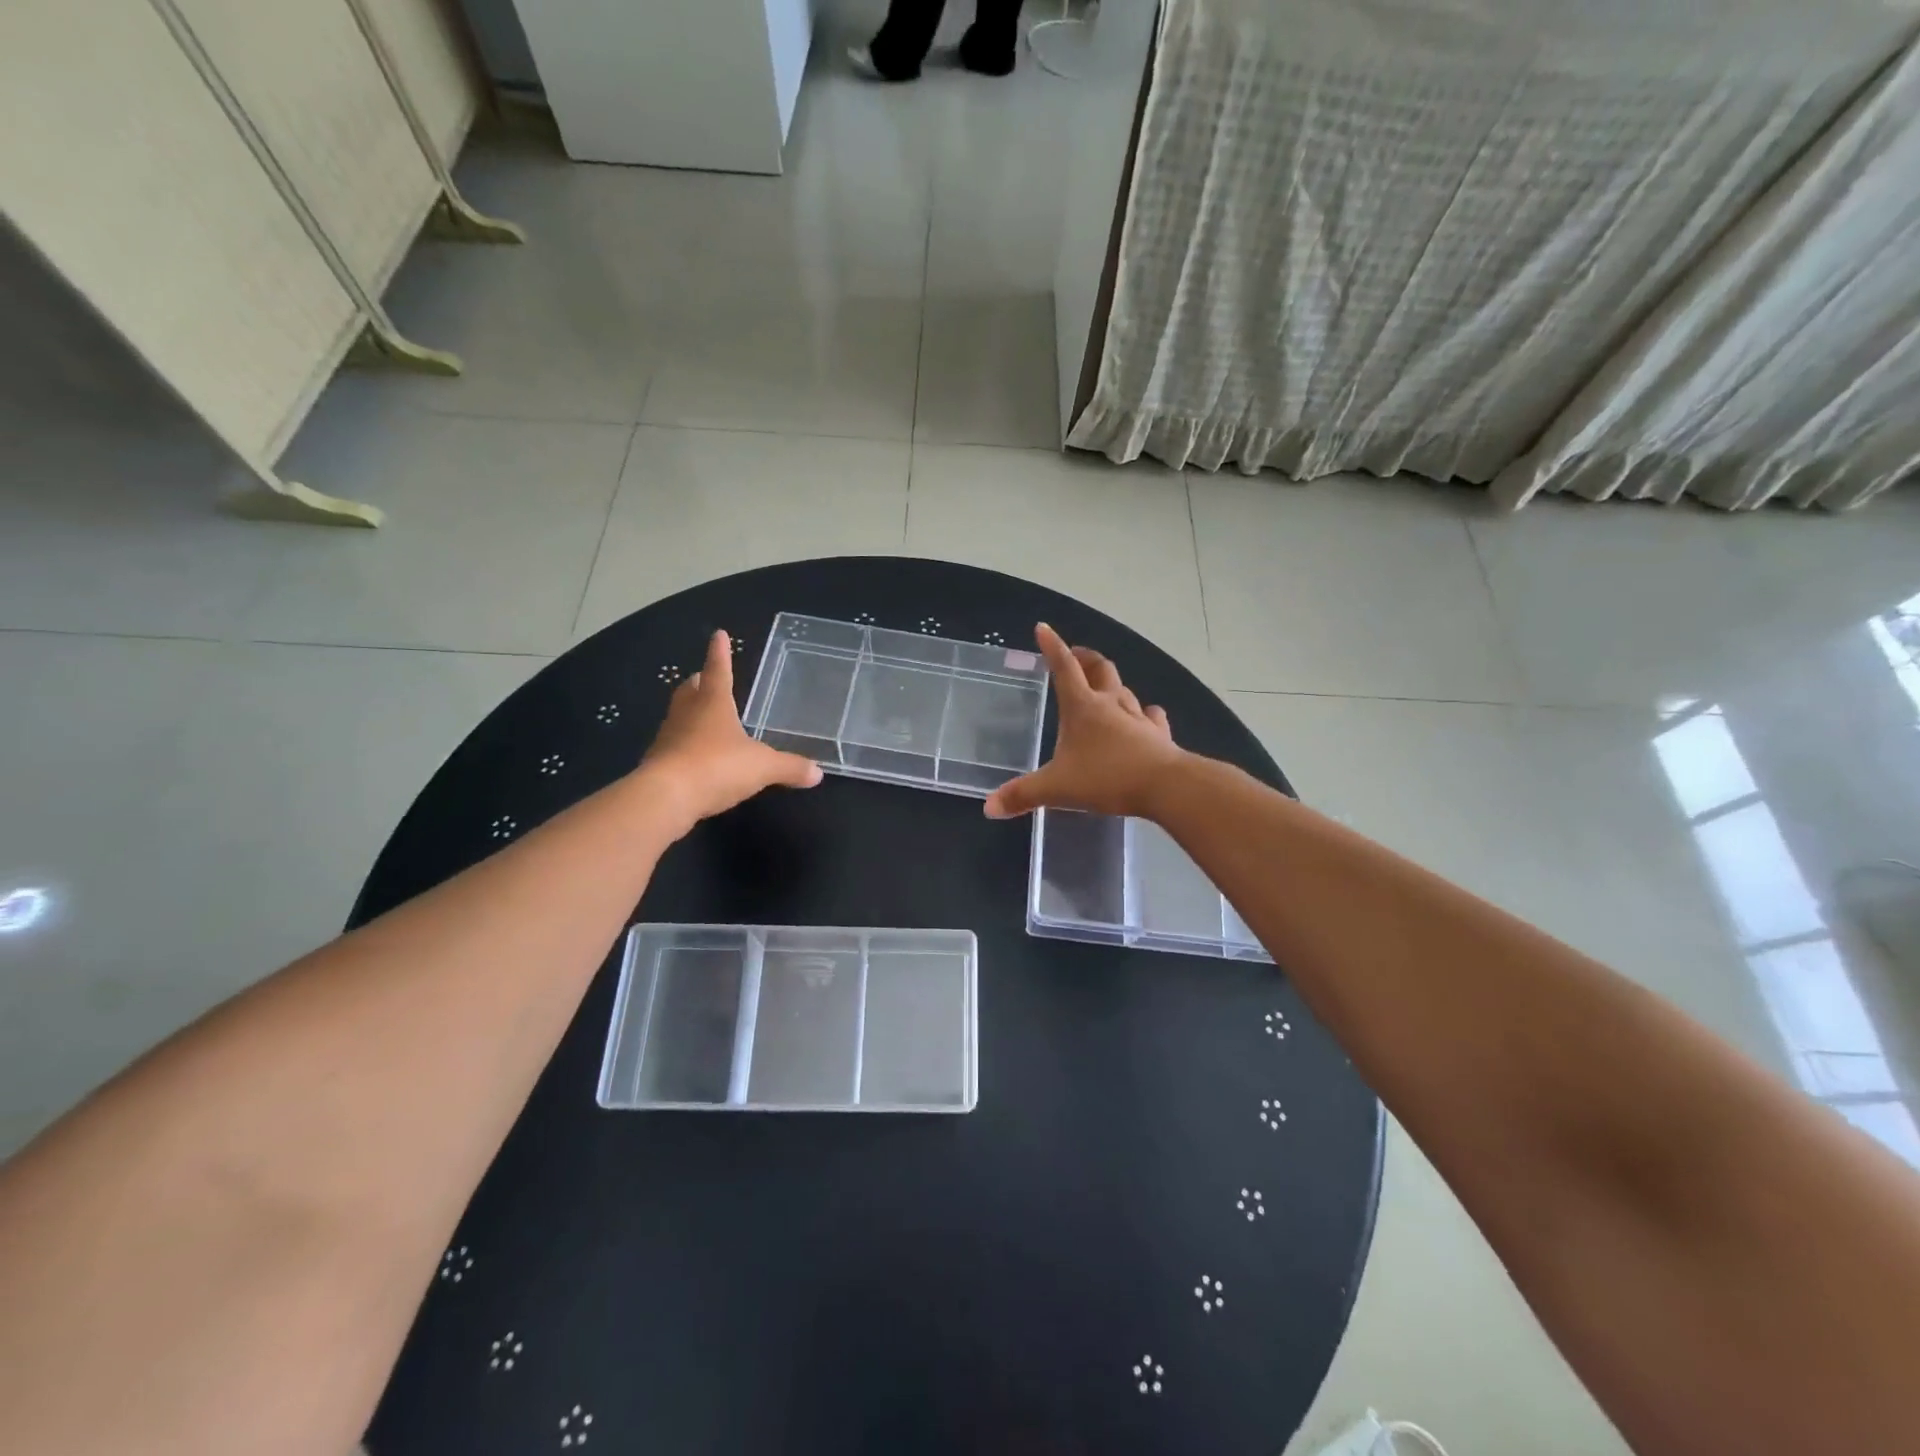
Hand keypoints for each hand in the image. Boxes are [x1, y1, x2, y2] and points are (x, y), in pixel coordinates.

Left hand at [637, 630, 822, 831]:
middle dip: (700, 682)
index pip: (718, 670)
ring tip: (704, 717)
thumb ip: (789, 767)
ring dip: (690, 713)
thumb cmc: (717, 767)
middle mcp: (686, 713)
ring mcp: (668, 738)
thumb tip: (818, 773)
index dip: (721, 653)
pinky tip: (697, 757)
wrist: (666, 797)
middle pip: (690, 690)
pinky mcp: (658, 764)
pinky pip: (674, 747)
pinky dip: (686, 746)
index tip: (719, 634)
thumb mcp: (763, 767)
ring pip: (679, 716)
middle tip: (706, 678)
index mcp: (713, 703)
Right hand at [983, 623, 1186, 820]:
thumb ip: (1023, 795)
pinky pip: (1151, 716)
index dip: (1052, 646)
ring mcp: (1138, 718)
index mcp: (1082, 708)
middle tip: (1076, 656)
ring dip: (1112, 685)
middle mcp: (1110, 704)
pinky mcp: (1159, 735)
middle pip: (1100, 669)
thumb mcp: (1057, 788)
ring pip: (1124, 690)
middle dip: (1086, 658)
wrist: (1165, 786)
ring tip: (1104, 688)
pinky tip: (1145, 716)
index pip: (1064, 667)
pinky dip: (1144, 713)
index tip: (1043, 628)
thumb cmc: (1106, 778)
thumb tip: (989, 807)